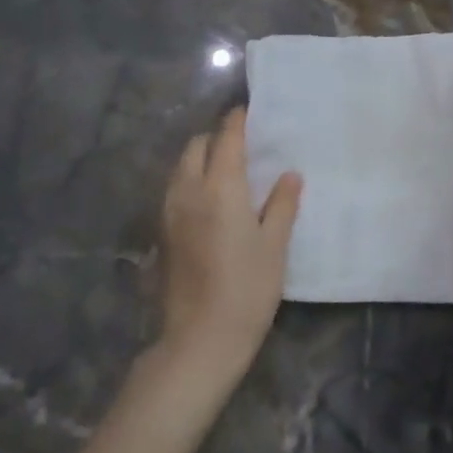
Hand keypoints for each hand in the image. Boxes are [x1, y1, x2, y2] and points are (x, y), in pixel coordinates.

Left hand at [159, 107, 301, 370]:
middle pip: (196, 147)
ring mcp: (169, 213)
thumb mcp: (274, 246)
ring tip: (227, 170)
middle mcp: (188, 192)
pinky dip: (190, 181)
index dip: (237, 121)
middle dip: (216, 138)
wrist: (199, 340)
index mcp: (220, 188)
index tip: (248, 111)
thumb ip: (282, 205)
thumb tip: (289, 175)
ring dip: (200, 159)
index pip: (226, 138)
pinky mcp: (162, 233)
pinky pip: (174, 190)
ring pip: (181, 168)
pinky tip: (210, 201)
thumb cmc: (247, 290)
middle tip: (242, 145)